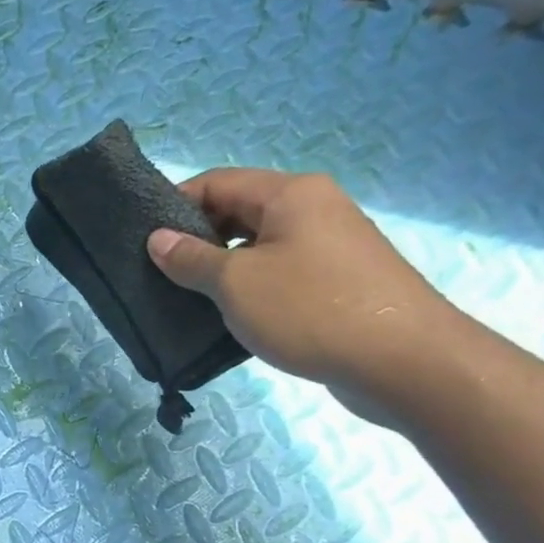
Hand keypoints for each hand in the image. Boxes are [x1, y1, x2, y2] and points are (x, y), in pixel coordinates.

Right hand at [146, 169, 462, 419]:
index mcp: (290, 194)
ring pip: (258, 246)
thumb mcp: (236, 283)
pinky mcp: (337, 282)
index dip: (174, 204)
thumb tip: (158, 239)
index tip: (140, 238)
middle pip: (238, 212)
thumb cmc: (310, 309)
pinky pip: (279, 273)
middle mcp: (313, 209)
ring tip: (184, 298)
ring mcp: (329, 246)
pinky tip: (226, 317)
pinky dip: (248, 288)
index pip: (217, 182)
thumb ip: (191, 259)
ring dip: (219, 268)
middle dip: (195, 239)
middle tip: (156, 274)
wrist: (403, 360)